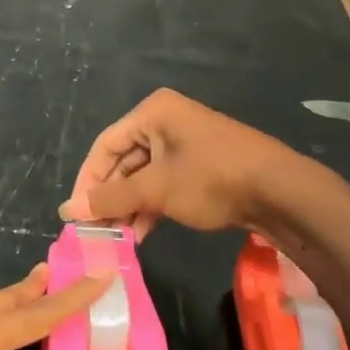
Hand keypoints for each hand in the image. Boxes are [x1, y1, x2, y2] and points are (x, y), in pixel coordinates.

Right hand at [59, 89, 293, 238]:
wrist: (281, 191)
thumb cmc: (211, 179)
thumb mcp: (156, 189)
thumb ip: (111, 199)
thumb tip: (69, 209)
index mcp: (153, 112)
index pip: (105, 146)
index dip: (87, 180)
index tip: (76, 213)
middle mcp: (166, 122)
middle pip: (123, 161)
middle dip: (110, 197)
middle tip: (96, 229)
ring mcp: (185, 144)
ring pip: (143, 176)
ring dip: (129, 206)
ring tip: (117, 237)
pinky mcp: (200, 166)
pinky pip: (163, 183)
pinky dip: (150, 206)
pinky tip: (141, 234)